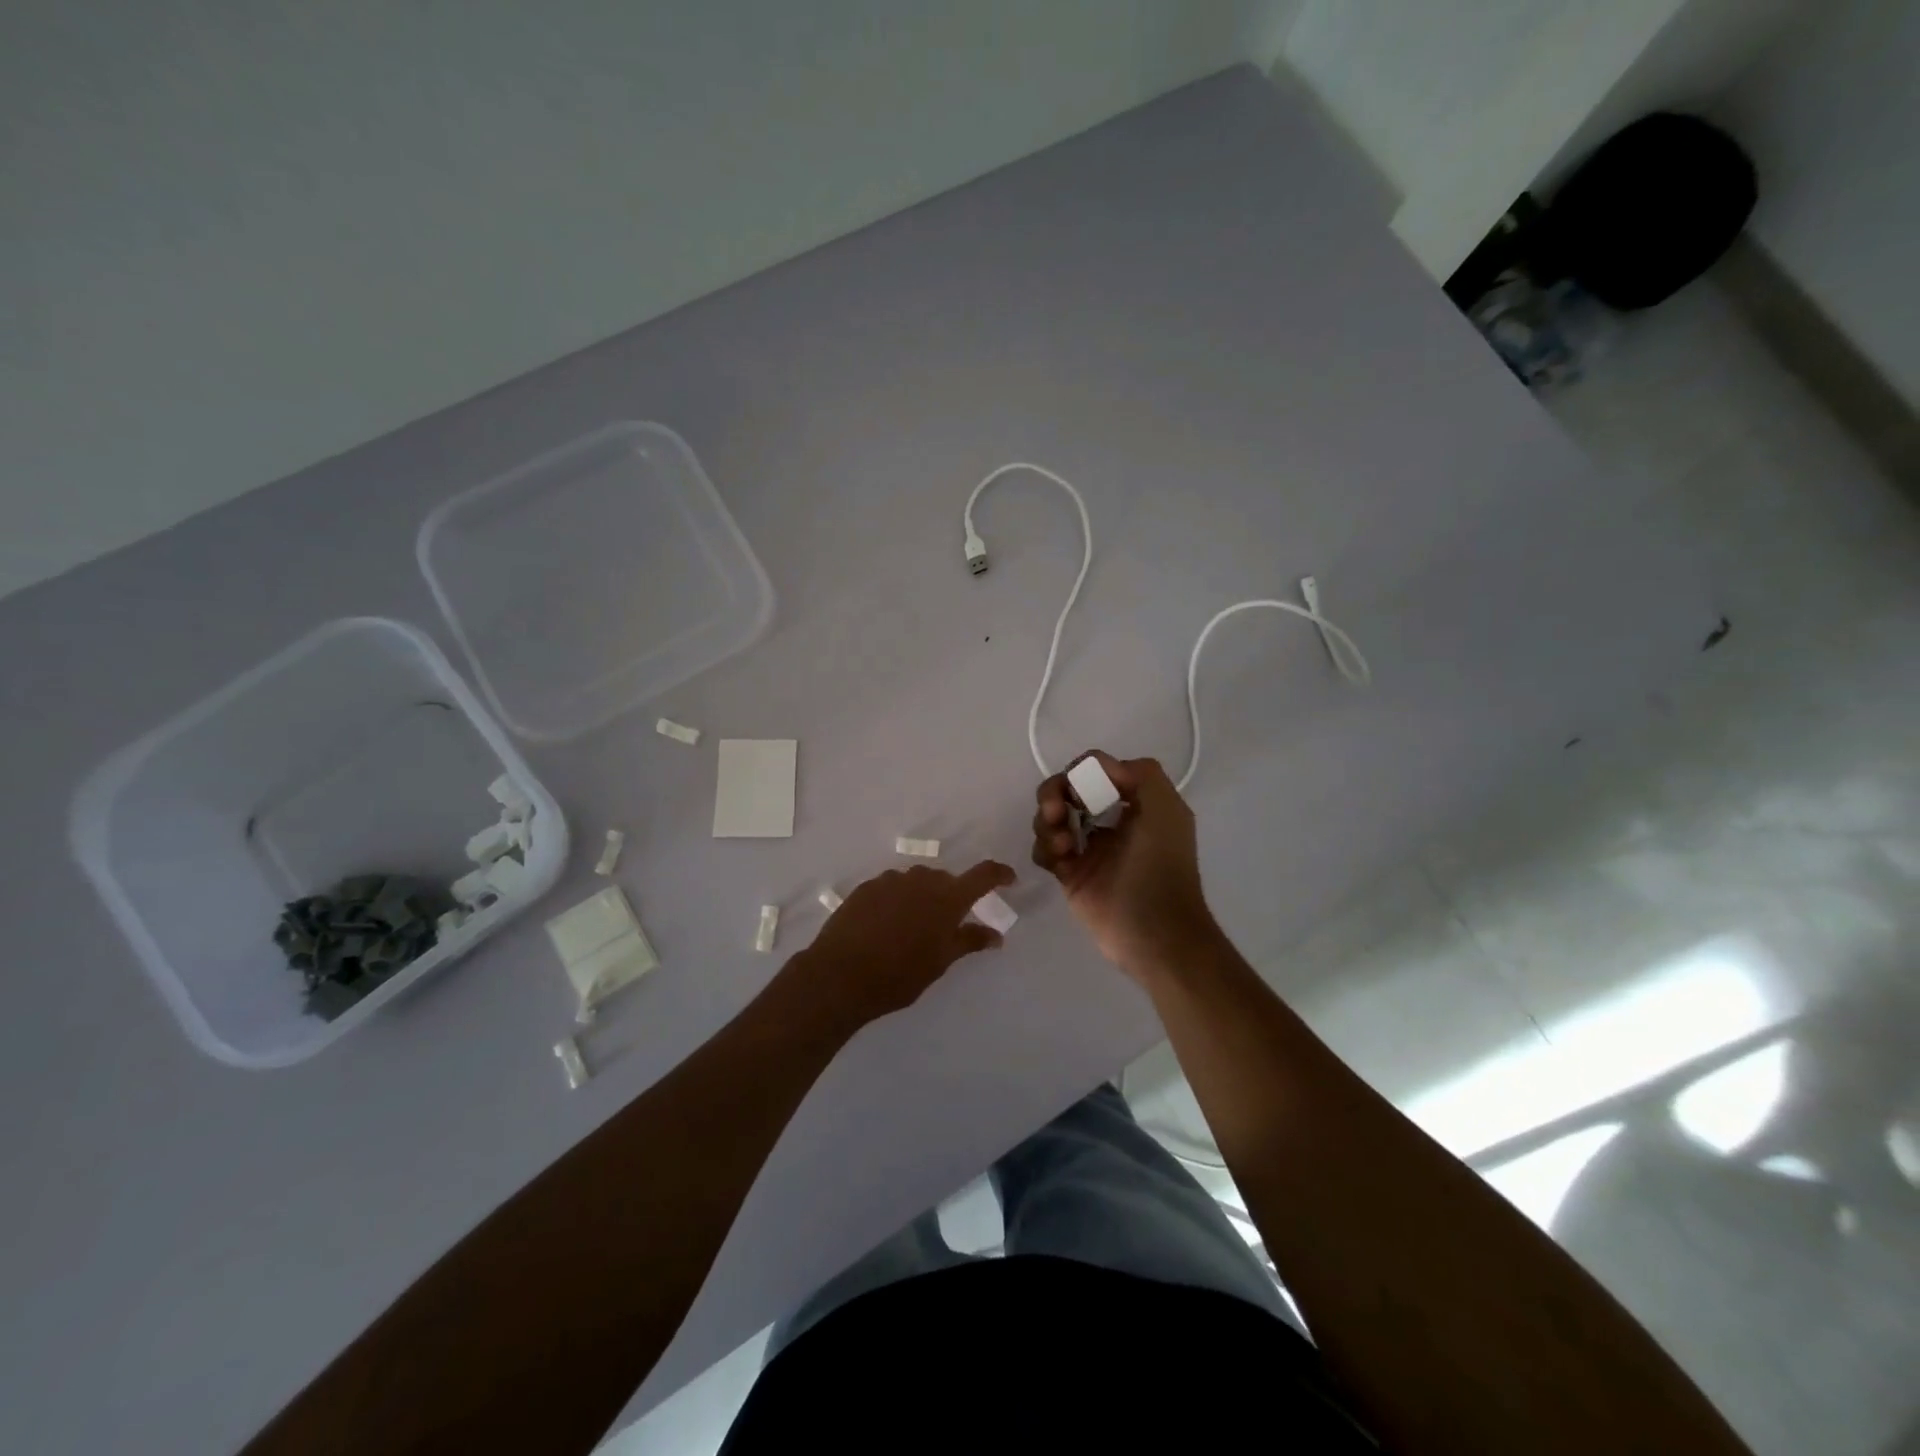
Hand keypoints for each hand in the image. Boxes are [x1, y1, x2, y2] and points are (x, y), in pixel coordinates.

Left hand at [789, 860, 1015, 1032]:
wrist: (840, 975)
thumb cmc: (899, 974)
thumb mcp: (941, 962)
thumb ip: (969, 941)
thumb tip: (996, 935)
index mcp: (947, 897)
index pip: (983, 875)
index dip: (999, 874)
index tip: (1009, 879)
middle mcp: (922, 879)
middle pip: (946, 880)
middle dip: (953, 896)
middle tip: (950, 924)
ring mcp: (891, 880)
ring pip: (917, 882)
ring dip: (923, 897)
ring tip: (914, 928)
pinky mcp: (866, 887)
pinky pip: (892, 888)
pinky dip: (898, 900)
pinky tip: (887, 926)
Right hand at [1031, 751, 1215, 980]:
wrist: (1154, 932)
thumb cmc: (1161, 867)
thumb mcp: (1166, 809)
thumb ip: (1141, 774)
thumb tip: (1098, 767)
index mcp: (1135, 803)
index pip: (1097, 771)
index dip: (1083, 773)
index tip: (1082, 788)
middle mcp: (1110, 821)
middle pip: (1067, 790)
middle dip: (1055, 793)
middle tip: (1055, 811)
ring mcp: (1088, 848)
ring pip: (1051, 817)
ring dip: (1047, 821)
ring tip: (1062, 844)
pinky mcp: (1069, 874)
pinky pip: (1044, 850)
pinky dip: (1045, 848)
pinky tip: (1060, 859)